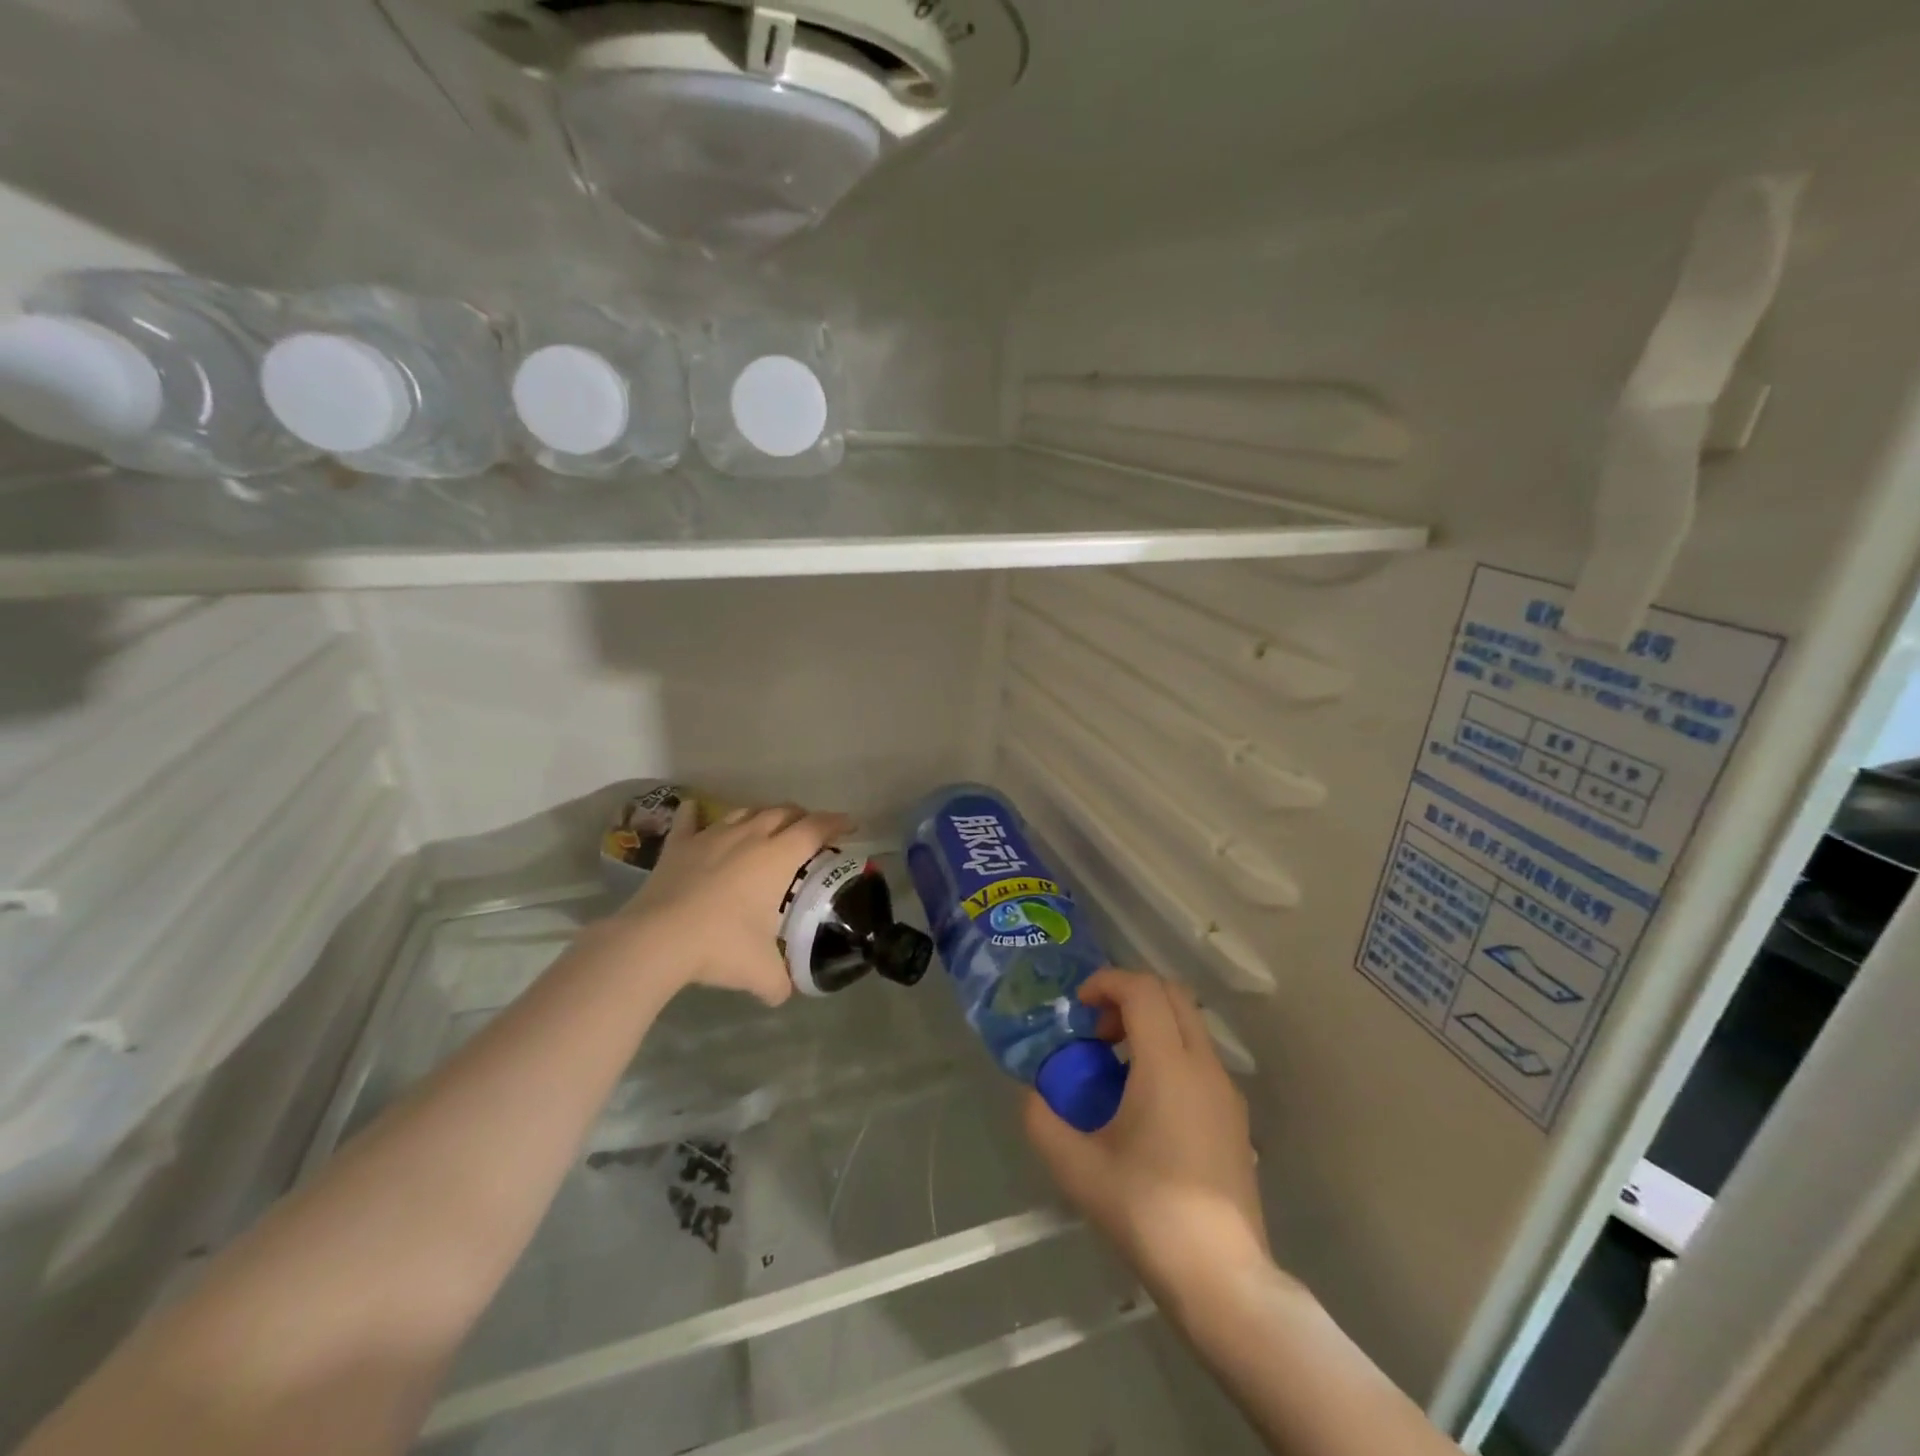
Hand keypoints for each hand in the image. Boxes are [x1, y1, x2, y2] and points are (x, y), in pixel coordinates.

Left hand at [613, 800, 853, 1004]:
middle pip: (783, 812)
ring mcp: (712, 836)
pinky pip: (690, 819)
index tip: (849, 826)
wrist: (657, 939)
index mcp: (777, 857)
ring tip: (766, 826)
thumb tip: (783, 993)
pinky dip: (697, 814)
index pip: (815, 828)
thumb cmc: (720, 945)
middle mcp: (749, 836)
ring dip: (761, 815)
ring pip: (744, 812)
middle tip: (809, 832)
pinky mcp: (679, 845)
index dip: (836, 823)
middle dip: (801, 817)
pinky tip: (697, 812)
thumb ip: (779, 982)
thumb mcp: (761, 971)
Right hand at [1024, 969, 1269, 1306]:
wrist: (1222, 1277)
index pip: (1142, 989)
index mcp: (1167, 1064)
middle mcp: (1203, 1064)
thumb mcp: (1078, 1168)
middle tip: (1097, 1031)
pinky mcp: (1236, 1116)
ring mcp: (1226, 1090)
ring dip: (1151, 1024)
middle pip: (1171, 994)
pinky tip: (1146, 1102)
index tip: (1078, 1007)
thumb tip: (1033, 1095)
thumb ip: (1043, 1121)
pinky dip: (1170, 1052)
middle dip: (1130, 996)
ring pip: (1190, 1024)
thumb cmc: (1147, 1212)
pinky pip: (1200, 1057)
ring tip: (1116, 1067)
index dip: (1106, 983)